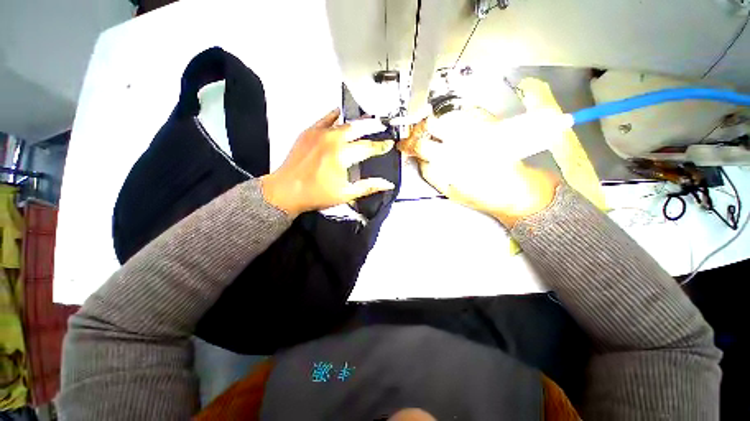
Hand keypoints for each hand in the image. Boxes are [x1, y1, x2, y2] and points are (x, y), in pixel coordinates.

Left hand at [261, 109, 394, 217]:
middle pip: (357, 129)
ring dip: (356, 122)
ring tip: (367, 119)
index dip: (380, 146)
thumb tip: (387, 184)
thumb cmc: (316, 194)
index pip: (367, 147)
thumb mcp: (346, 194)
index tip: (388, 144)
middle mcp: (332, 140)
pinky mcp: (308, 132)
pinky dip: (334, 116)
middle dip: (372, 127)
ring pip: (343, 123)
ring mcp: (319, 133)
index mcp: (342, 155)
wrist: (286, 190)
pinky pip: (325, 119)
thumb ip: (368, 187)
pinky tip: (340, 112)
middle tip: (382, 124)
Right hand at [399, 108, 567, 226]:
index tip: (403, 144)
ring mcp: (478, 127)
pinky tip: (455, 130)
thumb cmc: (481, 194)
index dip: (408, 144)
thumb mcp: (447, 190)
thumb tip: (417, 157)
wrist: (514, 188)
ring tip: (437, 136)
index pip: (421, 144)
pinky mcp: (489, 123)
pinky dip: (454, 119)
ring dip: (436, 124)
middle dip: (419, 130)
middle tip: (418, 137)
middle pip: (432, 123)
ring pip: (446, 115)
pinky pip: (466, 112)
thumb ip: (429, 171)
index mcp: (451, 158)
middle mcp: (465, 138)